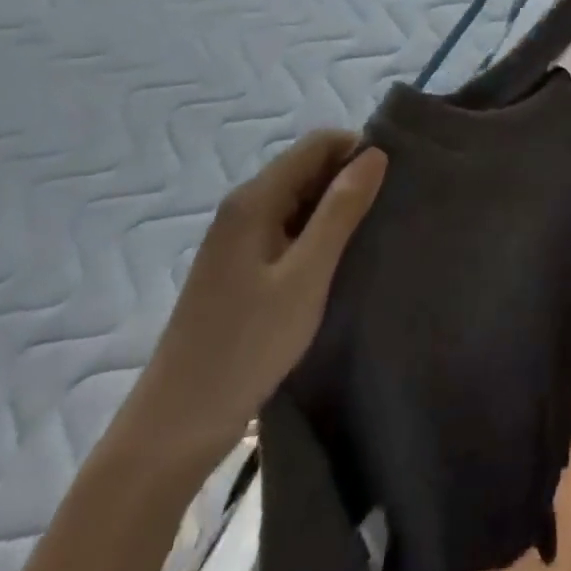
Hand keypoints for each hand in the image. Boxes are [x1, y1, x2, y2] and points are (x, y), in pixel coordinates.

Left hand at [123, 130, 387, 455]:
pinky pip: (286, 228)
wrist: (176, 426)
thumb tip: (374, 154)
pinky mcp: (238, 266)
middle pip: (306, 167)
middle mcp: (243, 206)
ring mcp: (237, 237)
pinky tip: (337, 262)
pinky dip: (316, 234)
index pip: (318, 144)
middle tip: (389, 209)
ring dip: (335, 208)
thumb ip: (341, 210)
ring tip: (371, 235)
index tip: (394, 179)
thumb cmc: (247, 345)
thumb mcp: (306, 276)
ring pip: (298, 199)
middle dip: (349, 178)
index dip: (358, 150)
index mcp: (255, 199)